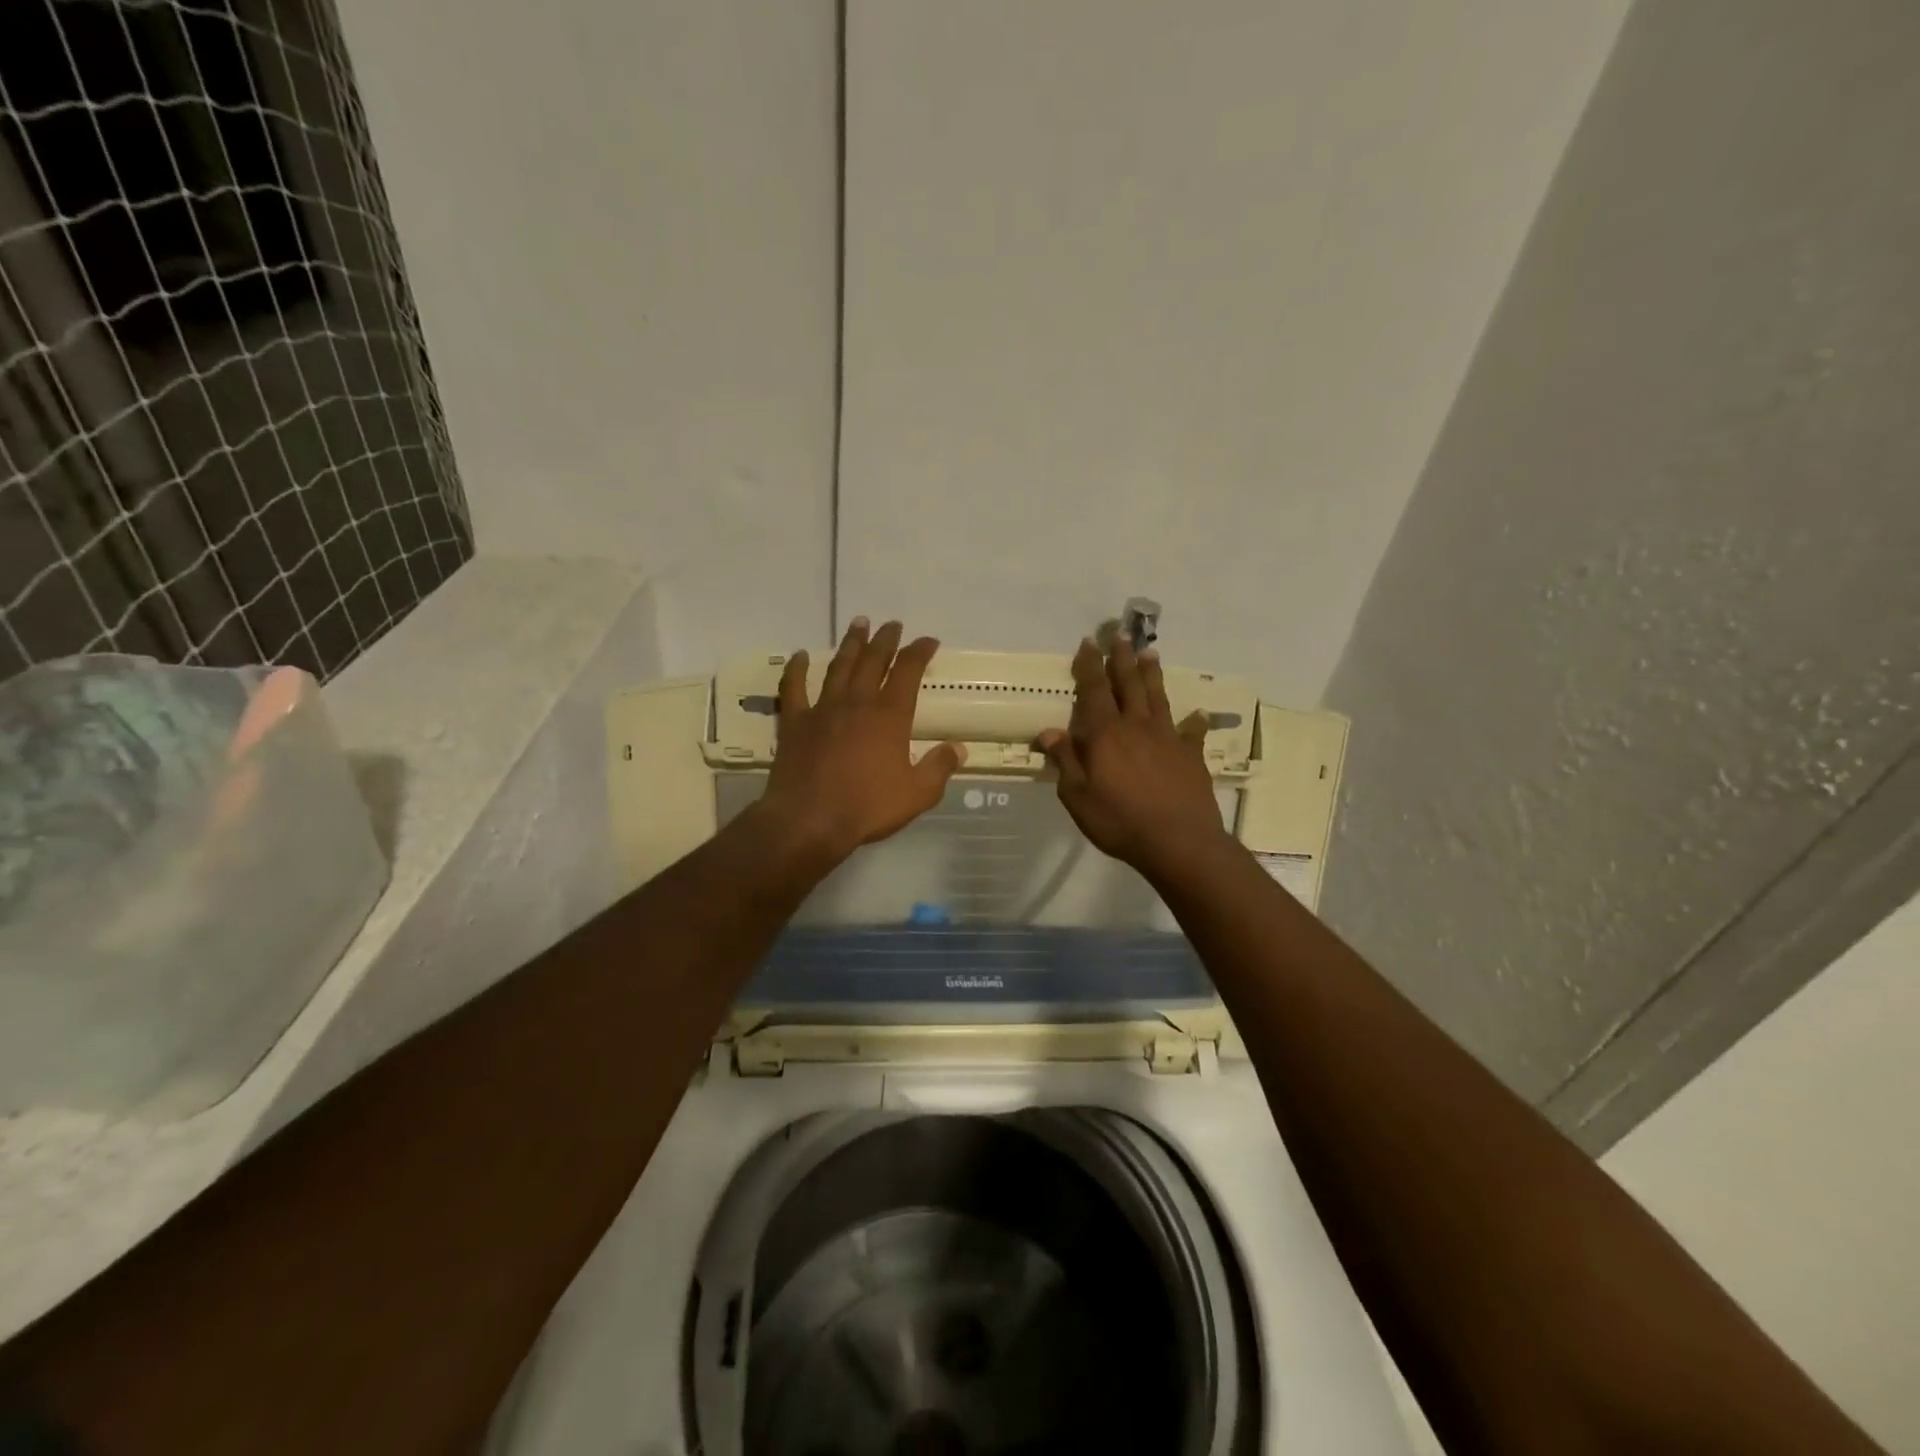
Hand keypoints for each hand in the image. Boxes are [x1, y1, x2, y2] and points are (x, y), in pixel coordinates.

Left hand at [758, 618, 966, 864]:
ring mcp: (822, 709)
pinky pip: (794, 688)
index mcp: (890, 715)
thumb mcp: (917, 794)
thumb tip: (958, 748)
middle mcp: (857, 702)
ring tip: (858, 624)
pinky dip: (797, 669)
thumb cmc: (868, 807)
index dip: (920, 652)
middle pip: (873, 660)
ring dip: (850, 644)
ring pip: (839, 666)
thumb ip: (939, 767)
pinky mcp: (794, 722)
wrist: (809, 820)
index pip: (908, 672)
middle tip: (892, 624)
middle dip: (886, 640)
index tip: (928, 641)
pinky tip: (800, 655)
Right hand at [1036, 635, 1225, 877]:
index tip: (1088, 643)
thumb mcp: (1078, 796)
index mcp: (1106, 734)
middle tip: (1120, 635)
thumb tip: (1050, 731)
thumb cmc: (1119, 821)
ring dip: (1152, 675)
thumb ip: (1065, 761)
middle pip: (1128, 684)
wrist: (1178, 842)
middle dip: (1121, 659)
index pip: (1094, 691)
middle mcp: (1137, 726)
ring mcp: (1168, 738)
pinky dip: (1194, 721)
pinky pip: (1191, 732)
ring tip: (1150, 653)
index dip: (1089, 666)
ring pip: (1158, 697)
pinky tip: (1198, 714)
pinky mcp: (1191, 755)